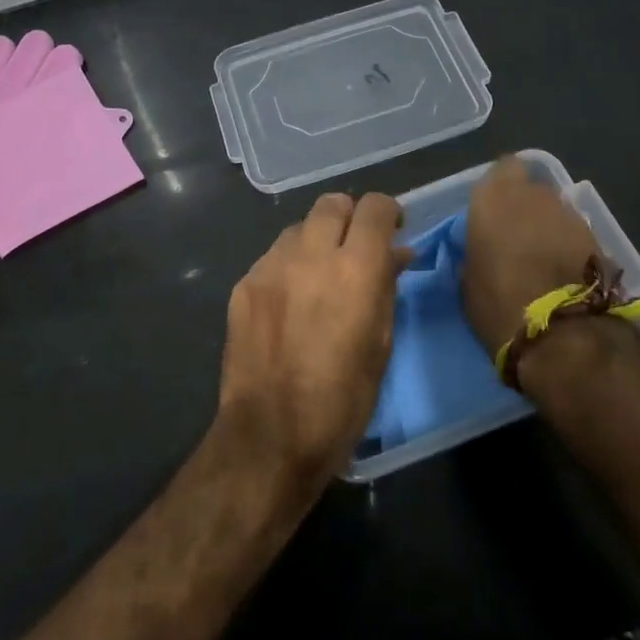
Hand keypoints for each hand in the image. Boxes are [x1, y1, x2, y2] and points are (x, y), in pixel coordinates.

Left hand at [217, 192, 409, 491]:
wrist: (270, 435)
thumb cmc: (341, 400)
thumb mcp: (380, 345)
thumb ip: (386, 288)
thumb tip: (395, 255)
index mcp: (355, 269)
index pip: (374, 207)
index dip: (387, 212)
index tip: (392, 230)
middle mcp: (310, 255)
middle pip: (331, 204)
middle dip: (349, 217)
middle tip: (356, 248)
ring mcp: (270, 267)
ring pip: (299, 228)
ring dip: (316, 240)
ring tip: (321, 275)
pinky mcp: (244, 285)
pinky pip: (273, 257)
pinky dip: (289, 266)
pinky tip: (291, 300)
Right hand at [461, 156, 600, 351]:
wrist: (562, 334)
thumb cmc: (498, 304)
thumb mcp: (468, 278)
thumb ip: (477, 250)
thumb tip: (485, 248)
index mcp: (493, 198)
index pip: (502, 169)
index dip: (501, 188)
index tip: (494, 212)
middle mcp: (534, 195)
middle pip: (532, 191)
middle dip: (526, 209)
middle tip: (517, 239)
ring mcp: (570, 214)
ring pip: (555, 211)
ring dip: (549, 228)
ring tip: (542, 260)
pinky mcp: (598, 238)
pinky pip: (575, 234)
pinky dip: (569, 247)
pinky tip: (563, 272)